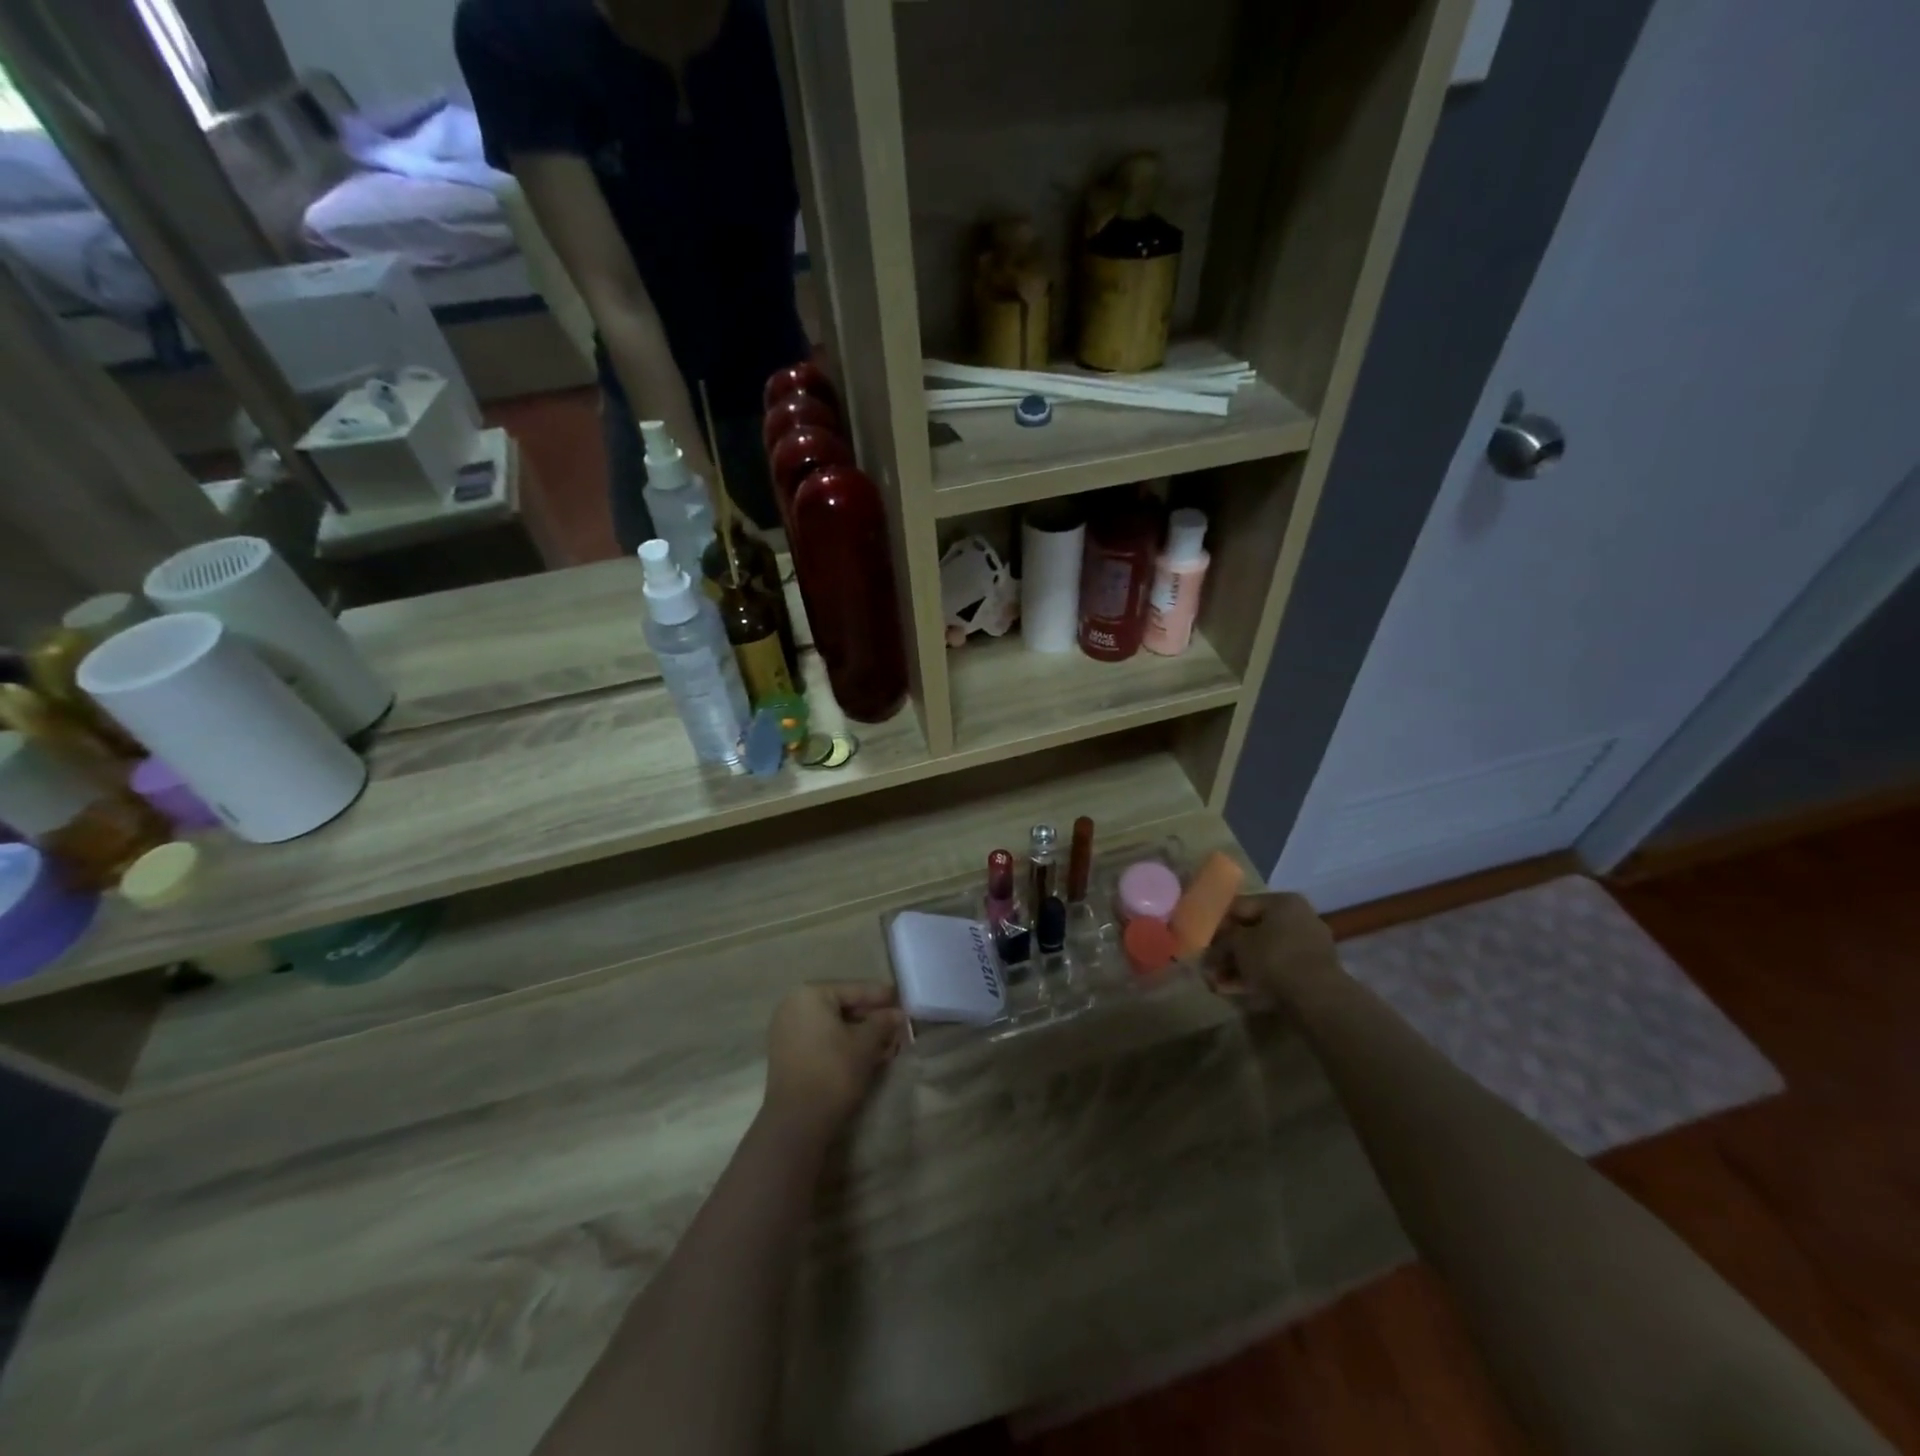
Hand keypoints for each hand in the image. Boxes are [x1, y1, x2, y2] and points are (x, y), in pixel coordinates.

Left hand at [762, 982, 905, 1140]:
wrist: (797, 1122)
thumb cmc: (834, 1072)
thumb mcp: (865, 1044)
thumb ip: (883, 1022)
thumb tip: (898, 1014)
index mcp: (810, 995)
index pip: (854, 989)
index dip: (881, 996)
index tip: (902, 999)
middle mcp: (794, 1006)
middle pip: (843, 1007)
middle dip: (872, 1018)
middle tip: (898, 1025)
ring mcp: (788, 1031)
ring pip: (834, 1026)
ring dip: (861, 1034)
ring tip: (888, 1043)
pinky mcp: (788, 1055)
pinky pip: (822, 1040)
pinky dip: (844, 1044)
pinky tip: (868, 1055)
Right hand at [1203, 892, 1339, 1006]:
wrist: (1318, 998)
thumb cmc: (1274, 958)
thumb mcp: (1238, 943)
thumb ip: (1222, 940)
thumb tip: (1211, 947)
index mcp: (1283, 901)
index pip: (1240, 905)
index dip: (1217, 922)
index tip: (1202, 939)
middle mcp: (1298, 917)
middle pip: (1252, 930)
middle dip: (1228, 949)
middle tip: (1208, 964)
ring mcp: (1308, 945)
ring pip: (1263, 952)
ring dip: (1238, 965)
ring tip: (1217, 982)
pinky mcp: (1312, 971)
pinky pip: (1277, 968)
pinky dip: (1256, 977)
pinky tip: (1235, 989)